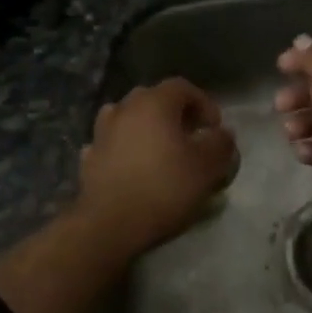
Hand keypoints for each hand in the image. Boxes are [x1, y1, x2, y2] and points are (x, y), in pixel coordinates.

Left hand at [77, 79, 237, 254]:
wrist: (110, 225)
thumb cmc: (164, 188)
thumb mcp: (207, 167)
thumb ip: (221, 144)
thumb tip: (223, 134)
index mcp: (154, 103)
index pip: (182, 87)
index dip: (203, 103)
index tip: (214, 128)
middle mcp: (125, 108)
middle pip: (153, 99)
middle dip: (174, 113)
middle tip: (190, 136)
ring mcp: (102, 132)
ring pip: (128, 118)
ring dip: (145, 127)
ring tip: (159, 149)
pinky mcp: (89, 158)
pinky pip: (111, 143)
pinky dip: (123, 148)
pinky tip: (132, 166)